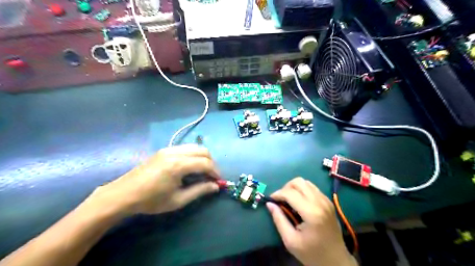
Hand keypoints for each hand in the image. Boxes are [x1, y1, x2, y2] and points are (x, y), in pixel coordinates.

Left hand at [87, 145, 220, 216]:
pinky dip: (193, 155)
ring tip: (202, 171)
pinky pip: (185, 148)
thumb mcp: (178, 200)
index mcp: (179, 165)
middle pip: (203, 150)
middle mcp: (176, 152)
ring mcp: (169, 149)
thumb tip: (216, 186)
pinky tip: (190, 167)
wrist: (123, 194)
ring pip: (194, 147)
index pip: (205, 163)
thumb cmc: (151, 200)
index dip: (215, 172)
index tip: (218, 181)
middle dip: (211, 162)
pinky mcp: (164, 150)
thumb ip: (199, 191)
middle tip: (211, 176)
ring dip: (203, 157)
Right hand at [267, 177, 355, 265]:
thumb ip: (279, 220)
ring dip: (294, 188)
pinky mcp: (328, 201)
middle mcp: (320, 202)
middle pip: (298, 182)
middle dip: (285, 188)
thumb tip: (269, 204)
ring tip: (289, 200)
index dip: (277, 194)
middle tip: (280, 200)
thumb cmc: (312, 253)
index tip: (270, 200)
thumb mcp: (291, 241)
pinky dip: (302, 190)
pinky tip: (299, 202)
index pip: (290, 193)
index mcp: (312, 213)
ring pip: (305, 182)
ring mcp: (326, 200)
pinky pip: (312, 187)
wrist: (336, 261)